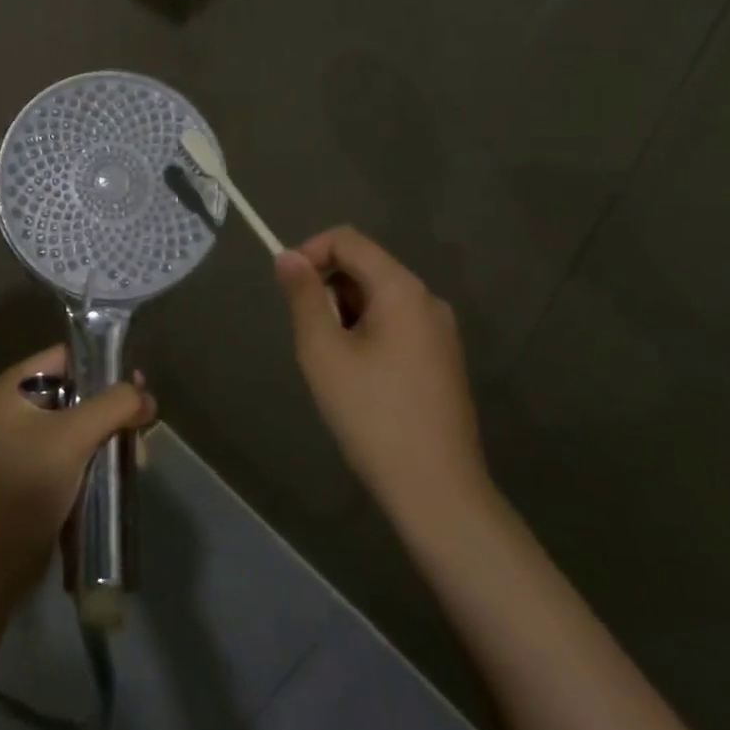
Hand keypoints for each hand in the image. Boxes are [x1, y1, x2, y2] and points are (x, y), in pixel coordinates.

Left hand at [0, 345, 156, 599]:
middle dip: (112, 407)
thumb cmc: (28, 483)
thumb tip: (146, 397)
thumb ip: (114, 406)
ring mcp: (26, 442)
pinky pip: (75, 452)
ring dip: (109, 435)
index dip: (103, 364)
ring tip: (135, 457)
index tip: (138, 382)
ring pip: (80, 424)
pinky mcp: (38, 473)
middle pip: (77, 391)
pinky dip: (98, 457)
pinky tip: (121, 472)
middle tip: (142, 425)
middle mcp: (17, 408)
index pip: (66, 357)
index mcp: (14, 387)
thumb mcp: (74, 435)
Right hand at [275, 227, 491, 536]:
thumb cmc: (372, 414)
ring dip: (344, 314)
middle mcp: (427, 300)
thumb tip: (287, 256)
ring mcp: (440, 331)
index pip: (348, 240)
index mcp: (402, 289)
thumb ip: (303, 297)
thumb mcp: (323, 351)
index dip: (310, 253)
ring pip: (378, 298)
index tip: (287, 290)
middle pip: (365, 266)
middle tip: (309, 337)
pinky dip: (366, 333)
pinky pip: (395, 324)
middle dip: (327, 288)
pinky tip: (358, 379)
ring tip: (332, 363)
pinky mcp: (442, 359)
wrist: (436, 489)